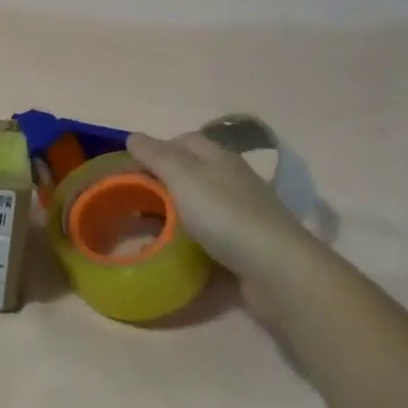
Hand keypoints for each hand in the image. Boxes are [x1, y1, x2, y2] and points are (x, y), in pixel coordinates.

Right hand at [127, 132, 309, 327]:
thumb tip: (134, 137)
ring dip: (176, 210)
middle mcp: (232, 178)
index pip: (182, 140)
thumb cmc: (225, 215)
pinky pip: (211, 231)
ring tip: (151, 226)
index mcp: (219, 157)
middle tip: (135, 199)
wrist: (277, 270)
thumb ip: (157, 156)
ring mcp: (242, 211)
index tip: (130, 170)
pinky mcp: (246, 243)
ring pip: (200, 202)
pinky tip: (179, 249)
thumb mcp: (183, 177)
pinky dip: (192, 236)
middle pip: (191, 171)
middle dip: (163, 181)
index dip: (155, 149)